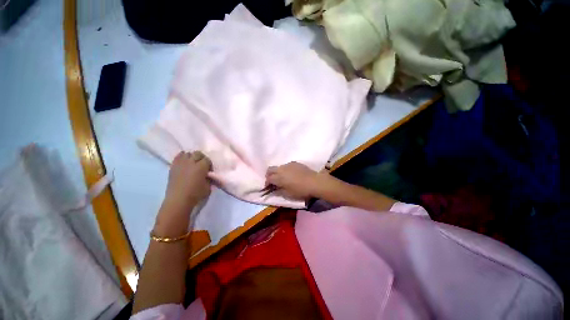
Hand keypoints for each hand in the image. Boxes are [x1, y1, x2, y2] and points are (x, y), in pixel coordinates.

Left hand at [164, 151, 211, 211]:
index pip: (207, 160)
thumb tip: (208, 175)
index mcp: (201, 167)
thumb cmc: (195, 194)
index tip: (209, 171)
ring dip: (192, 157)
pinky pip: (178, 157)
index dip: (209, 164)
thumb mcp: (208, 187)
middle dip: (201, 158)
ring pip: (188, 153)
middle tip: (202, 166)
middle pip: (198, 153)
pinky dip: (182, 157)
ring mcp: (181, 163)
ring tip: (193, 164)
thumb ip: (209, 178)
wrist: (178, 200)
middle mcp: (191, 162)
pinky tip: (184, 162)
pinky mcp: (173, 167)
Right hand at [265, 162, 326, 199]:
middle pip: (270, 169)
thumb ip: (279, 191)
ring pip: (279, 167)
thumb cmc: (300, 190)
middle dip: (269, 175)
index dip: (266, 183)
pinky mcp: (295, 163)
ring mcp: (288, 165)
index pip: (268, 178)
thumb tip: (274, 189)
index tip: (268, 187)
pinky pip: (287, 166)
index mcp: (278, 177)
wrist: (314, 182)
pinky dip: (285, 170)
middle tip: (272, 181)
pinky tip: (290, 175)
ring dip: (277, 172)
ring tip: (282, 178)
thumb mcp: (288, 194)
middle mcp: (281, 169)